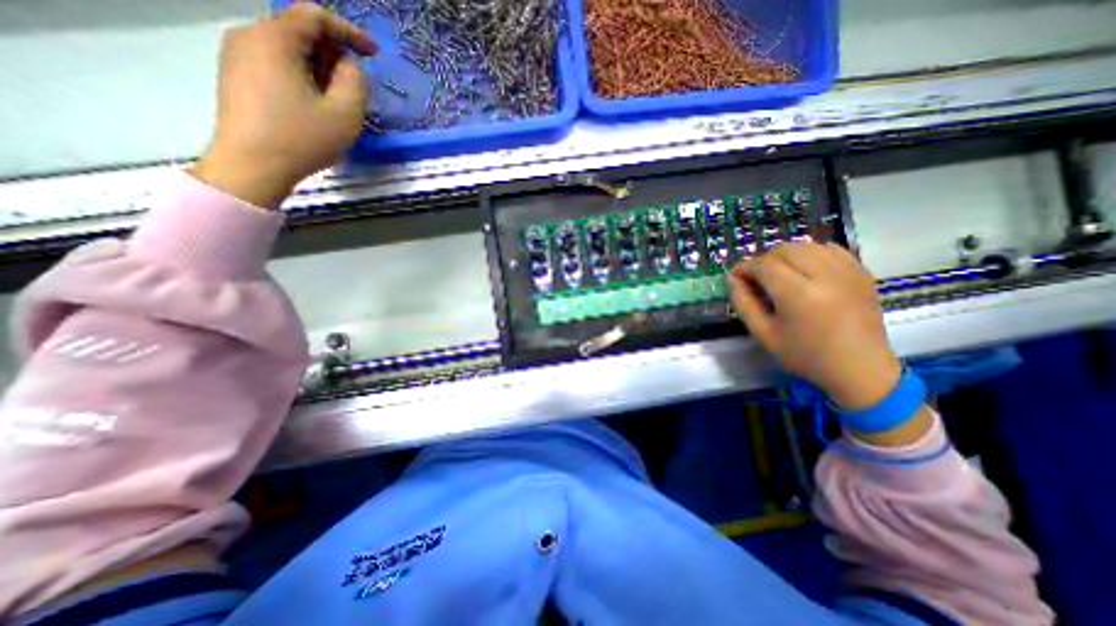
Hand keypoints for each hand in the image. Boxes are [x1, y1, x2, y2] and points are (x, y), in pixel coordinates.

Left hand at [192, 2, 379, 207]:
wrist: (252, 165)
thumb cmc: (302, 139)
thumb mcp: (344, 114)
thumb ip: (355, 82)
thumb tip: (349, 66)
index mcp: (274, 39)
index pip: (314, 17)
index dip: (349, 32)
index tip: (374, 53)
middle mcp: (249, 36)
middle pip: (299, 31)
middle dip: (333, 53)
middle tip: (356, 85)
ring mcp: (237, 55)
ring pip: (288, 49)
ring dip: (318, 68)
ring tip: (337, 99)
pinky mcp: (236, 75)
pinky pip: (275, 64)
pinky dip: (301, 76)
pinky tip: (314, 104)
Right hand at [730, 240, 900, 410]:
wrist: (859, 367)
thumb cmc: (805, 355)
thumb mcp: (763, 334)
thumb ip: (744, 304)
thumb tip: (734, 280)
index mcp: (798, 294)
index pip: (763, 265)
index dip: (745, 267)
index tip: (736, 277)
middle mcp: (824, 275)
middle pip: (784, 249)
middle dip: (764, 260)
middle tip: (757, 278)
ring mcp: (847, 271)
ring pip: (806, 244)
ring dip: (786, 254)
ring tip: (780, 273)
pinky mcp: (861, 271)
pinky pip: (830, 248)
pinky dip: (811, 253)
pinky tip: (806, 269)